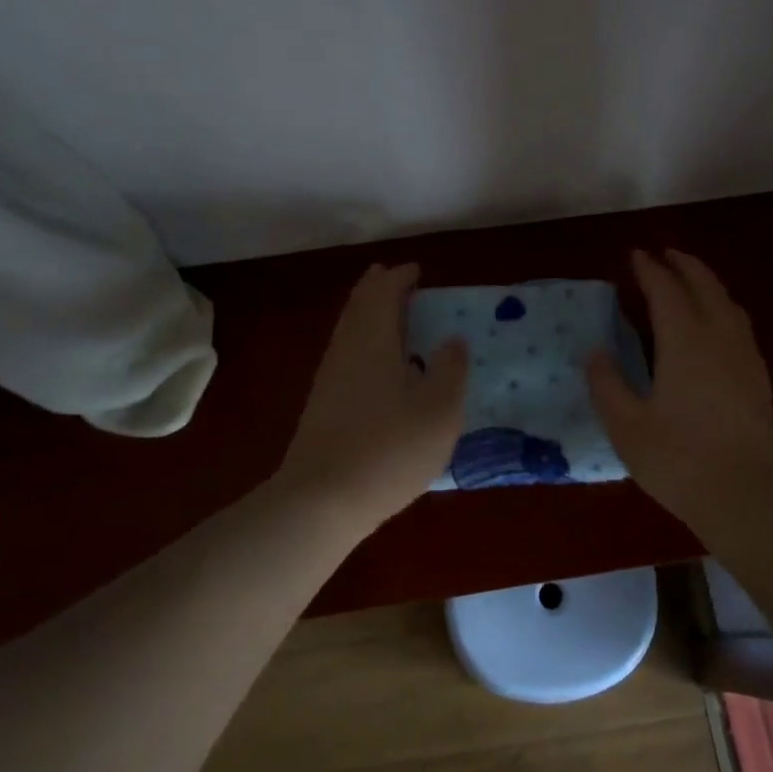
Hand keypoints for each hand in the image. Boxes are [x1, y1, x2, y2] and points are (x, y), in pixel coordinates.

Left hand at [275, 263, 468, 532]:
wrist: (321, 500)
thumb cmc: (388, 448)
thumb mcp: (438, 410)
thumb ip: (449, 369)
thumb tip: (452, 340)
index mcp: (373, 338)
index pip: (384, 291)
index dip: (401, 277)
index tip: (417, 271)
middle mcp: (347, 348)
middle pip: (360, 305)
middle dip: (379, 288)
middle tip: (400, 280)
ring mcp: (330, 377)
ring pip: (350, 329)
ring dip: (371, 314)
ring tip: (394, 316)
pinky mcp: (324, 404)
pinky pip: (348, 353)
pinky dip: (365, 341)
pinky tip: (380, 364)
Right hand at [587, 249, 772, 520]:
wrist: (749, 499)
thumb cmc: (680, 461)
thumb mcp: (627, 427)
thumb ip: (608, 385)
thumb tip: (596, 352)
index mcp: (685, 341)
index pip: (666, 290)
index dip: (649, 269)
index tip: (635, 255)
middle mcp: (719, 338)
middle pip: (705, 286)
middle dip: (684, 264)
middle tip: (665, 254)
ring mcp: (745, 357)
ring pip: (728, 303)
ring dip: (707, 283)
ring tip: (690, 281)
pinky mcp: (759, 379)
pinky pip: (740, 326)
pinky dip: (723, 308)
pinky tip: (717, 327)